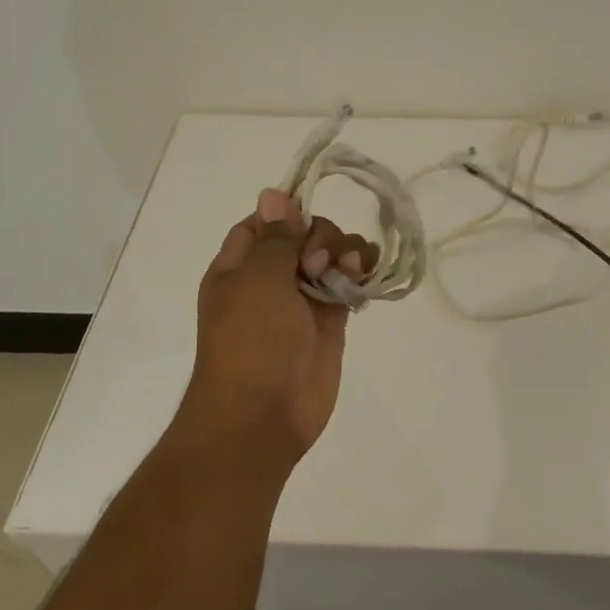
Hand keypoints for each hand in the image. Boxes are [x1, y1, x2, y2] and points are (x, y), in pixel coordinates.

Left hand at [177, 187, 380, 467]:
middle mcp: (270, 278)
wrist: (263, 415)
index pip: (265, 222)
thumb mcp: (257, 280)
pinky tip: (369, 272)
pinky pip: (349, 283)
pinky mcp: (329, 319)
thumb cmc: (251, 342)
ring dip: (346, 252)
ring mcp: (302, 299)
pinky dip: (362, 272)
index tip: (305, 216)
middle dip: (321, 238)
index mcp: (239, 266)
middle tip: (317, 266)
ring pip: (331, 255)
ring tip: (350, 272)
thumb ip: (275, 237)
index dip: (287, 214)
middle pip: (304, 233)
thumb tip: (273, 193)